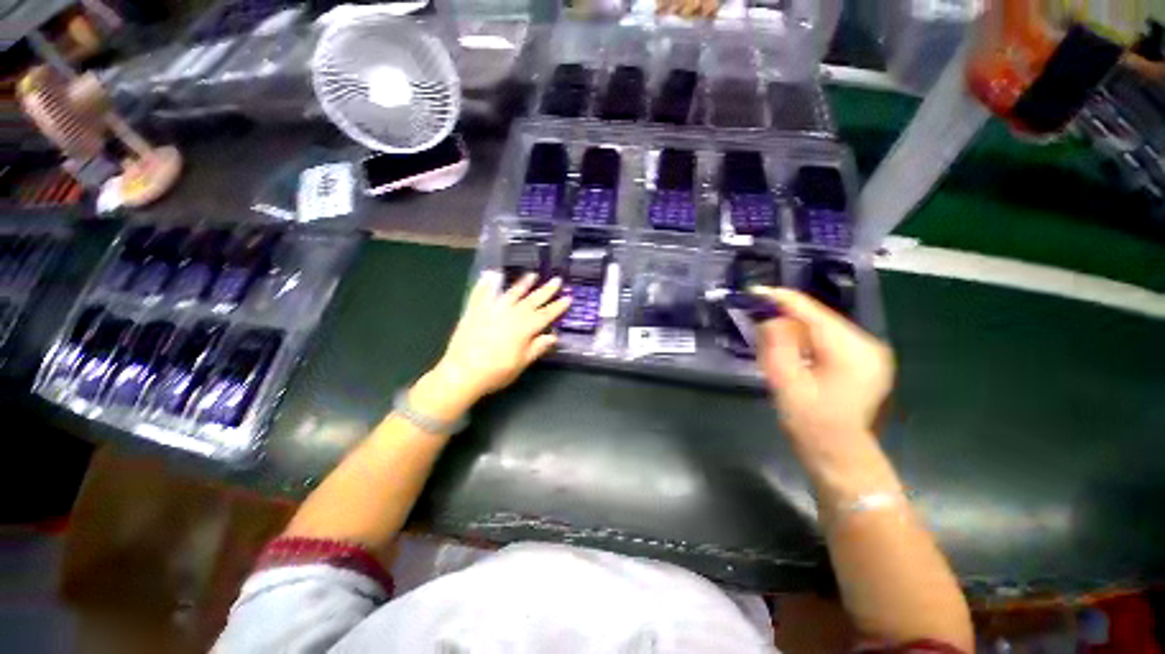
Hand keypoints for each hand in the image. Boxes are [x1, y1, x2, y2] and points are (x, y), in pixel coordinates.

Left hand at [429, 272, 570, 404]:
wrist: (462, 372)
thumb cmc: (496, 372)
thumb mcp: (521, 363)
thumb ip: (537, 347)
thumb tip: (554, 336)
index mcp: (524, 328)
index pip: (545, 314)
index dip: (558, 307)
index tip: (568, 298)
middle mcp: (510, 314)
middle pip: (532, 300)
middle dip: (546, 290)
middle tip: (557, 280)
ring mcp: (492, 310)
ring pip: (511, 293)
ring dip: (522, 284)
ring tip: (532, 275)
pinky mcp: (474, 311)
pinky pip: (481, 293)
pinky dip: (486, 284)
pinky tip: (490, 276)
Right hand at [751, 287, 893, 456]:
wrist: (840, 456)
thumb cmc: (812, 424)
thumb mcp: (786, 383)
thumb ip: (777, 345)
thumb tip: (770, 317)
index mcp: (851, 350)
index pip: (812, 312)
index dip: (781, 299)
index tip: (754, 292)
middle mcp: (867, 344)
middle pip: (818, 317)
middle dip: (785, 315)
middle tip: (756, 318)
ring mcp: (869, 353)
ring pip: (821, 327)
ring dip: (793, 327)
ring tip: (768, 334)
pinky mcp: (863, 361)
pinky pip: (828, 339)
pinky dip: (805, 338)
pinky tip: (790, 348)